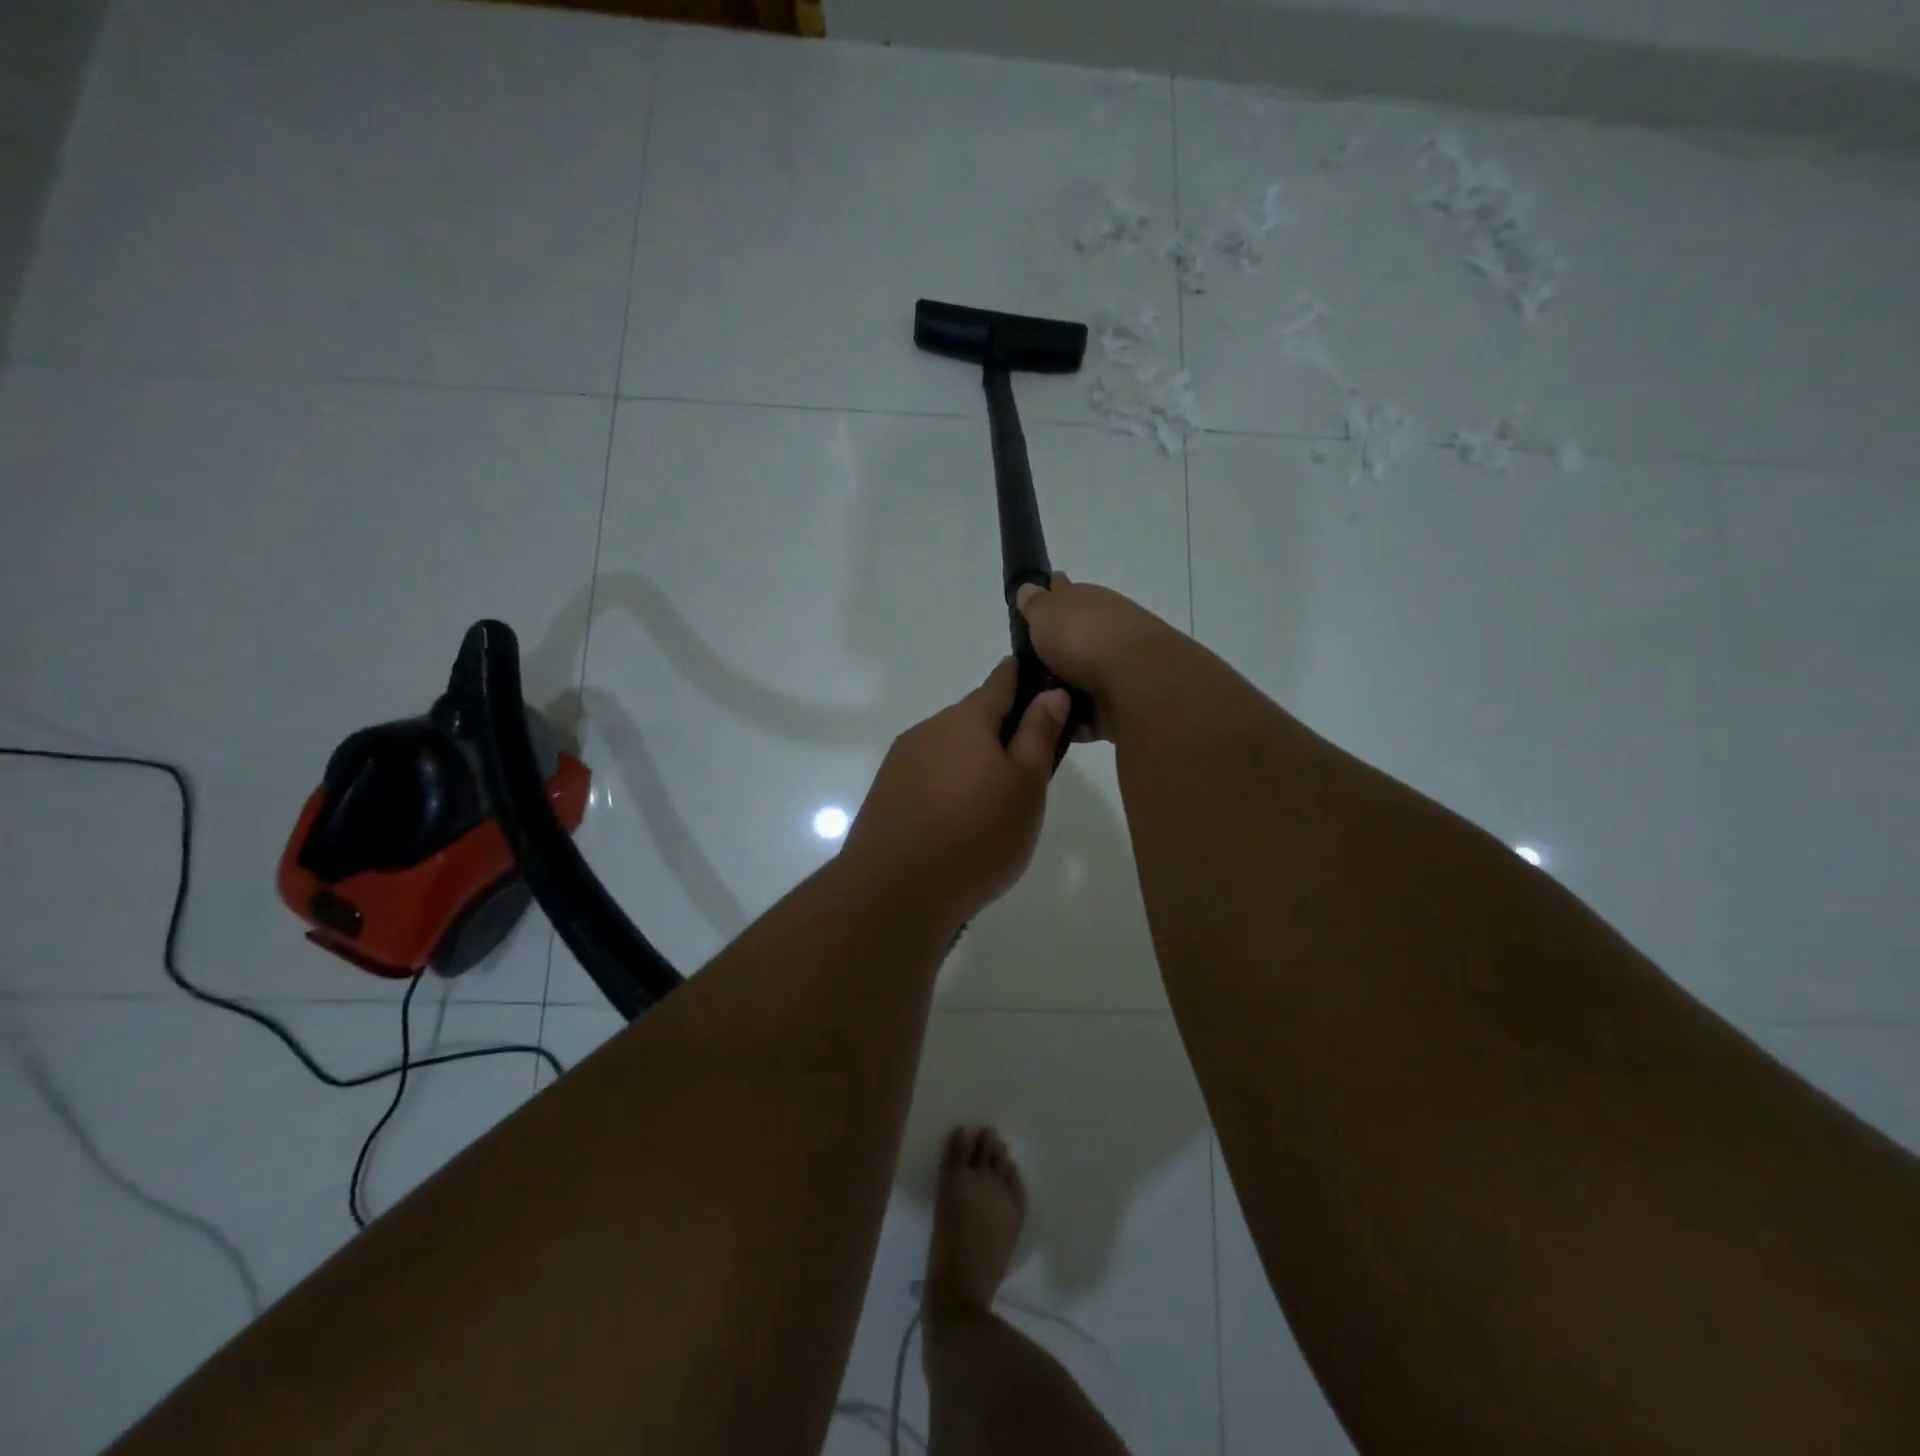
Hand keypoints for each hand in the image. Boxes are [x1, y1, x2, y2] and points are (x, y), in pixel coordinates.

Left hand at [842, 660, 1068, 921]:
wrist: (897, 890)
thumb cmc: (978, 834)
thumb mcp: (1025, 785)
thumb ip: (1038, 734)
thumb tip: (1051, 692)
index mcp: (966, 719)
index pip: (1001, 681)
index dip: (1024, 678)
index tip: (1044, 683)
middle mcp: (929, 729)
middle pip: (972, 719)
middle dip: (999, 732)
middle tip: (1027, 769)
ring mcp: (901, 761)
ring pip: (948, 750)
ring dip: (971, 763)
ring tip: (992, 805)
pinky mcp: (885, 793)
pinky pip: (927, 778)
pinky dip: (946, 787)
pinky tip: (956, 822)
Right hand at [1014, 574, 1185, 741]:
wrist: (1134, 681)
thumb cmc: (1083, 638)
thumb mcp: (1046, 613)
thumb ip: (1035, 604)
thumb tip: (1029, 588)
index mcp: (1089, 601)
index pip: (1065, 592)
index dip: (1048, 597)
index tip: (1027, 612)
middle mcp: (1107, 630)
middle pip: (1074, 639)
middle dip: (1052, 652)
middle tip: (1020, 671)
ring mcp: (1118, 667)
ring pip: (1081, 677)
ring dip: (1061, 689)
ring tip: (1028, 704)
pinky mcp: (1122, 704)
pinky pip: (1089, 713)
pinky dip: (1073, 720)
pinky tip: (1050, 727)